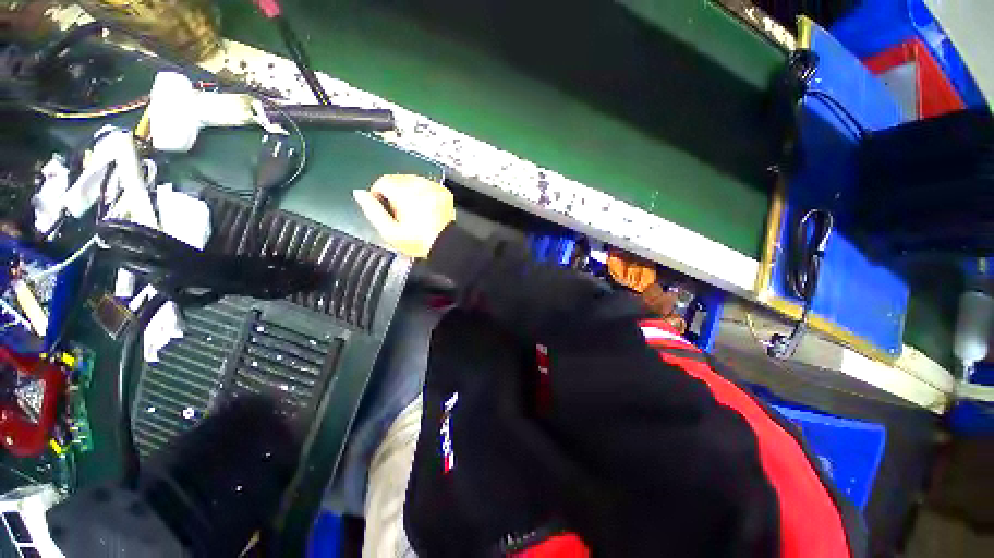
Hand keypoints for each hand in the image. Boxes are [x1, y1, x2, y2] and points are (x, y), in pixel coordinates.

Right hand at [353, 175, 455, 257]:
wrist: (445, 245)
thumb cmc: (417, 241)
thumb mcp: (390, 231)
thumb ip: (372, 211)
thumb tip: (359, 193)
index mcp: (405, 193)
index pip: (383, 181)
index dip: (379, 194)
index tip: (384, 208)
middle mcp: (420, 186)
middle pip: (398, 179)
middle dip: (394, 193)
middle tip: (399, 213)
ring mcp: (433, 187)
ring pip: (412, 180)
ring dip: (408, 191)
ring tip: (412, 211)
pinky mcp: (443, 191)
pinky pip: (426, 185)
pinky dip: (422, 193)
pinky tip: (424, 208)